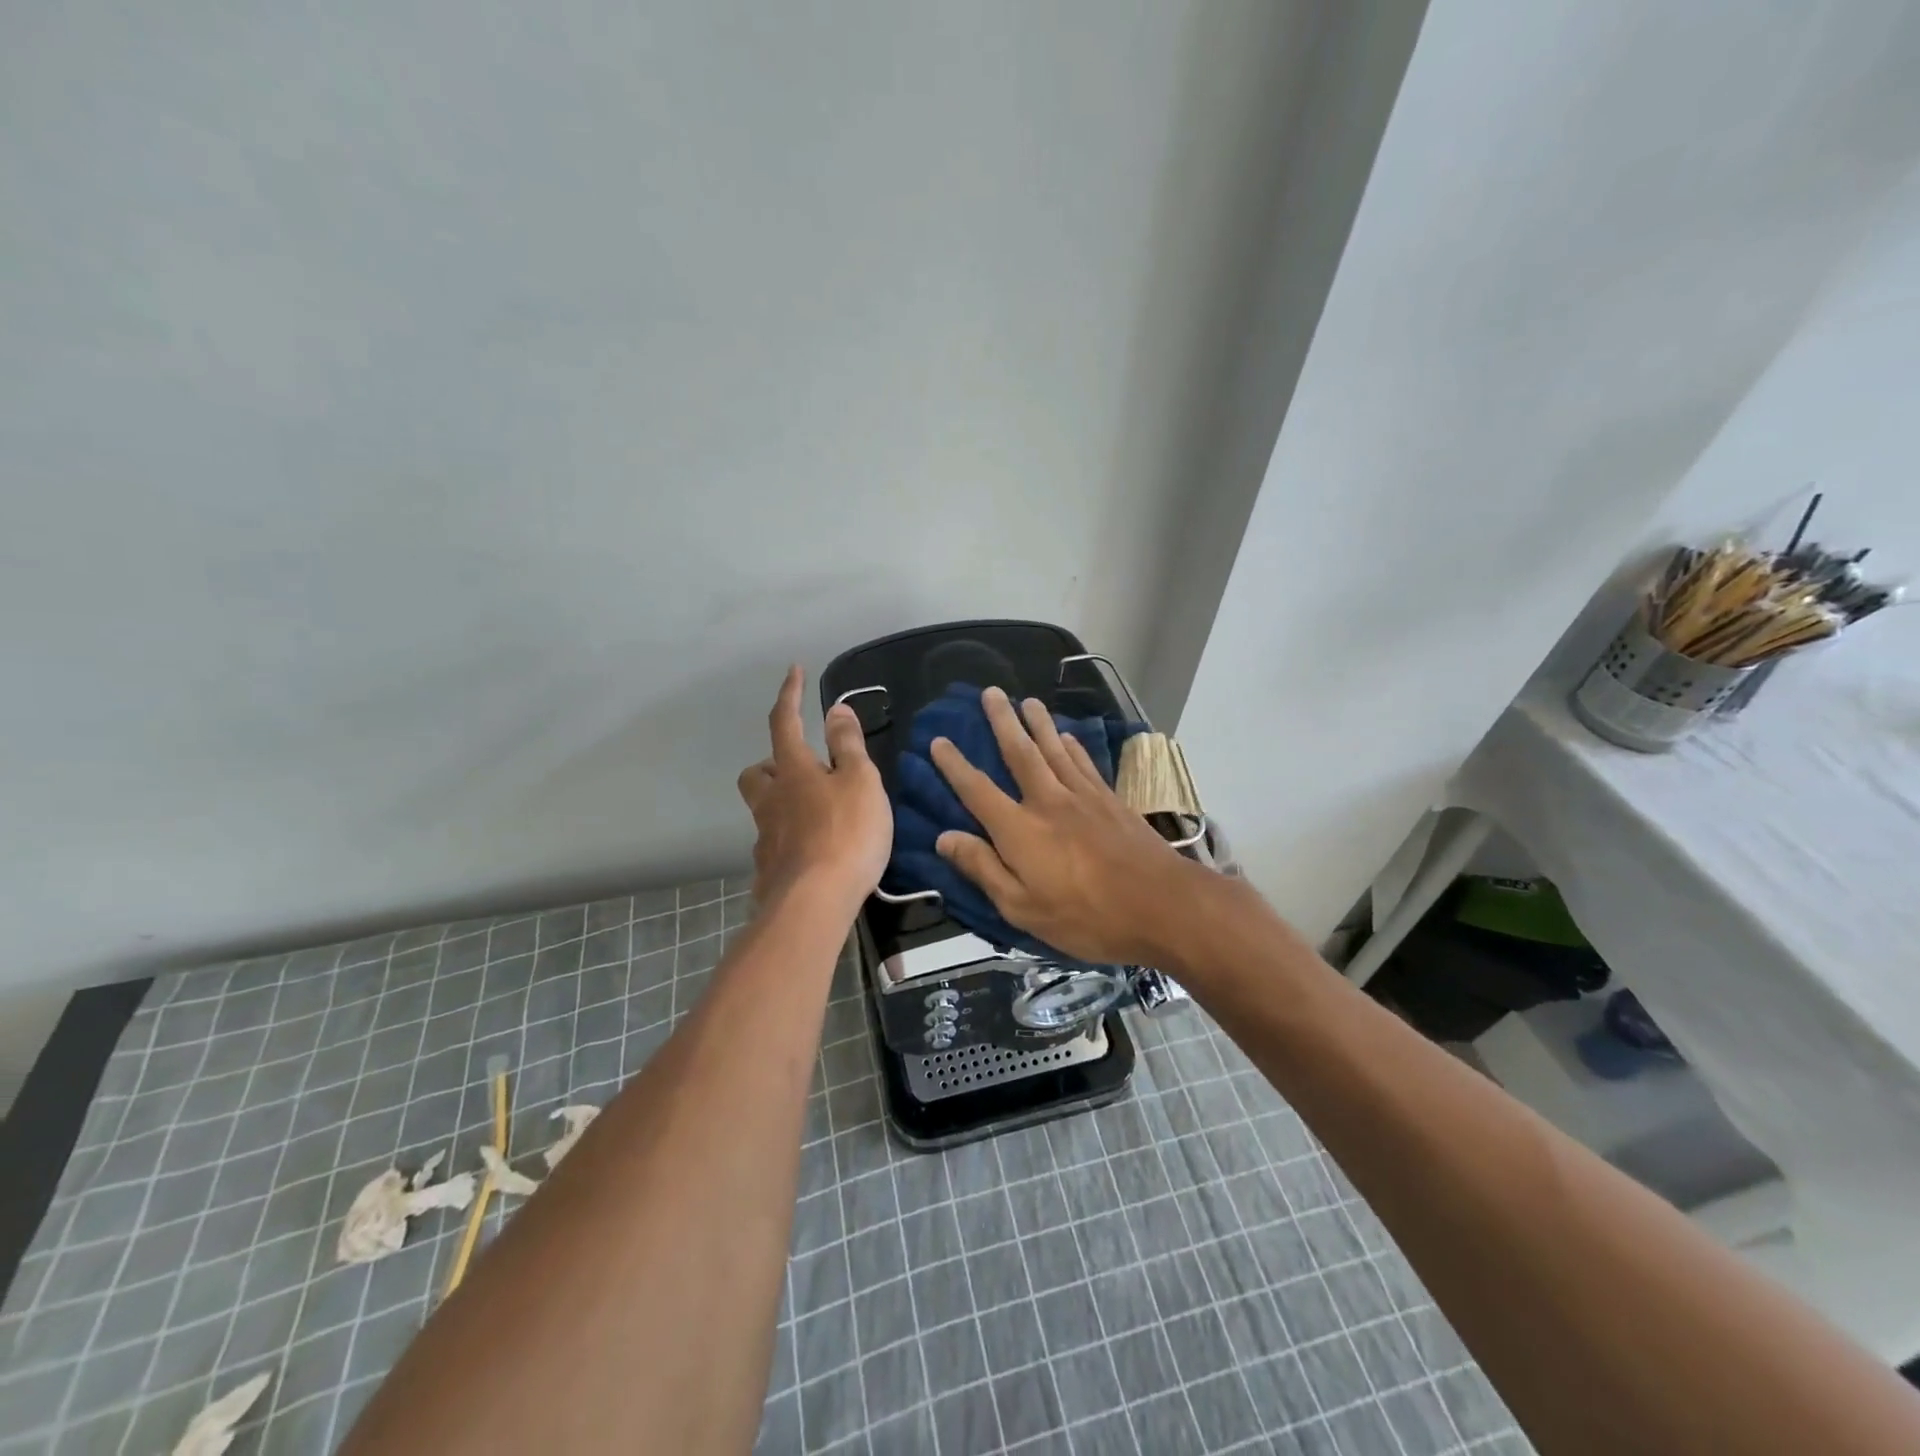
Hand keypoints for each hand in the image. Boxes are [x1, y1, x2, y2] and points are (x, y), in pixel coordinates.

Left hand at [737, 666, 890, 909]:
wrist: (815, 903)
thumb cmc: (846, 833)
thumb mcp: (860, 782)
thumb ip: (848, 745)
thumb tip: (836, 708)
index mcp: (793, 771)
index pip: (785, 722)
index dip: (790, 695)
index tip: (794, 670)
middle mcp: (770, 801)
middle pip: (756, 773)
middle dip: (772, 764)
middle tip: (802, 769)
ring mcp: (765, 838)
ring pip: (762, 810)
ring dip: (781, 803)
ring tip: (813, 813)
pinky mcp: (769, 872)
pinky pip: (774, 845)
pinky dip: (789, 840)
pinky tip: (812, 853)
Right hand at [930, 686, 1203, 965]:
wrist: (1161, 905)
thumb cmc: (1086, 916)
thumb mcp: (1022, 907)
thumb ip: (983, 869)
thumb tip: (944, 838)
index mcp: (1019, 830)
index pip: (977, 790)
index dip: (954, 765)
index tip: (938, 741)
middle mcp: (1047, 801)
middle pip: (1019, 753)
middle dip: (1002, 721)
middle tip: (990, 692)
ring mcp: (1083, 796)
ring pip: (1054, 749)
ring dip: (1038, 722)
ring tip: (1027, 700)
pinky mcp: (1110, 800)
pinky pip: (1085, 763)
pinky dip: (1073, 745)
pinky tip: (1069, 735)